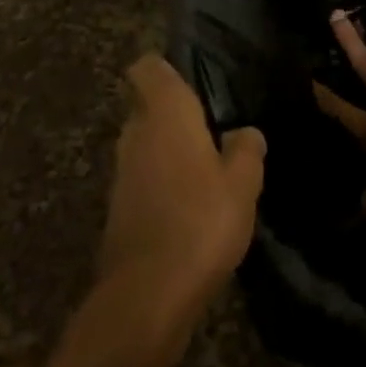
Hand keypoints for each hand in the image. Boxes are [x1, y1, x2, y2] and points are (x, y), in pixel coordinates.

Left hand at [98, 55, 266, 325]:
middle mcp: (135, 133)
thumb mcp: (243, 183)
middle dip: (175, 113)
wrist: (146, 299)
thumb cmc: (200, 222)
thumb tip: (245, 132)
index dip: (165, 67)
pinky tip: (192, 206)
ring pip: (146, 145)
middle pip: (148, 106)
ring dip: (170, 152)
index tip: (193, 79)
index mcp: (164, 112)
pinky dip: (163, 184)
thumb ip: (246, 149)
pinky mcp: (118, 210)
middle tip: (214, 126)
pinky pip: (144, 179)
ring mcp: (122, 173)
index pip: (148, 67)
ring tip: (209, 168)